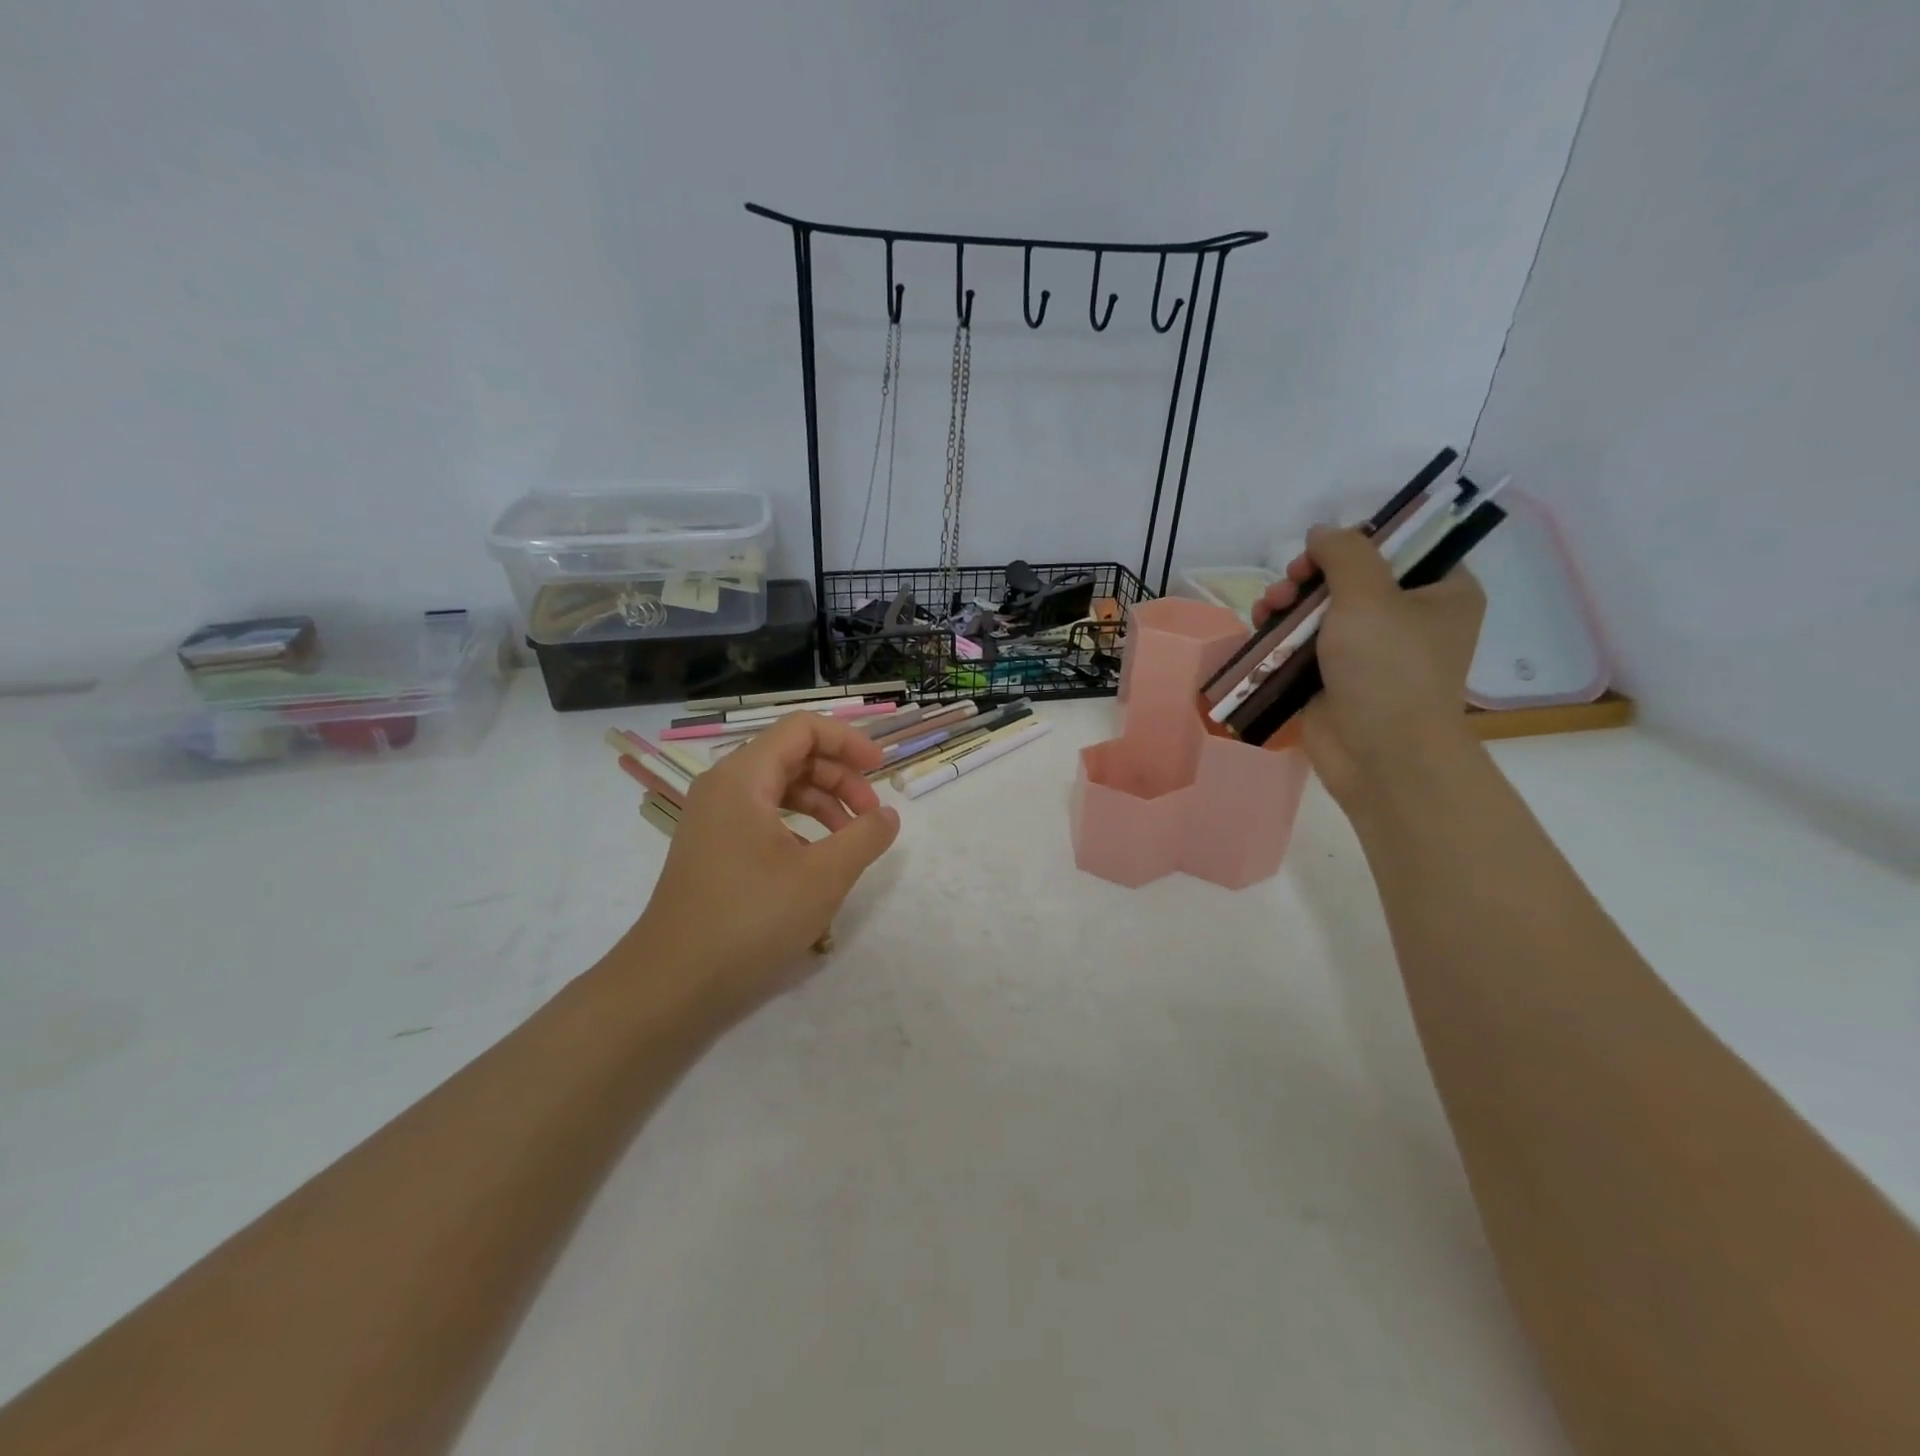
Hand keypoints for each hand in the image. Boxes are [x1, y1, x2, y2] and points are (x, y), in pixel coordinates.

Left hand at [627, 713, 899, 1023]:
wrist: (672, 984)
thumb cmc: (750, 919)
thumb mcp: (823, 876)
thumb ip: (865, 837)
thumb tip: (888, 815)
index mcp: (743, 778)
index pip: (802, 729)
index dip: (847, 740)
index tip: (881, 769)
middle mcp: (723, 787)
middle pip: (792, 756)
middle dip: (840, 777)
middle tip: (871, 815)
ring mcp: (713, 819)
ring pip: (779, 789)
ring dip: (822, 804)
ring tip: (851, 840)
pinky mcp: (713, 849)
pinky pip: (763, 818)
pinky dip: (798, 827)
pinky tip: (817, 861)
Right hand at [1254, 525, 1484, 810]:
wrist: (1380, 754)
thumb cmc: (1388, 668)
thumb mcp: (1368, 595)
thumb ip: (1343, 552)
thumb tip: (1321, 532)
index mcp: (1442, 593)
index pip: (1401, 547)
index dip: (1358, 541)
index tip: (1323, 550)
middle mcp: (1410, 619)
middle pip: (1352, 577)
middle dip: (1310, 575)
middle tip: (1289, 582)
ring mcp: (1370, 652)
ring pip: (1321, 610)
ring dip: (1289, 602)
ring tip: (1267, 607)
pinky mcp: (1335, 679)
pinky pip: (1304, 644)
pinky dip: (1281, 635)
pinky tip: (1260, 629)